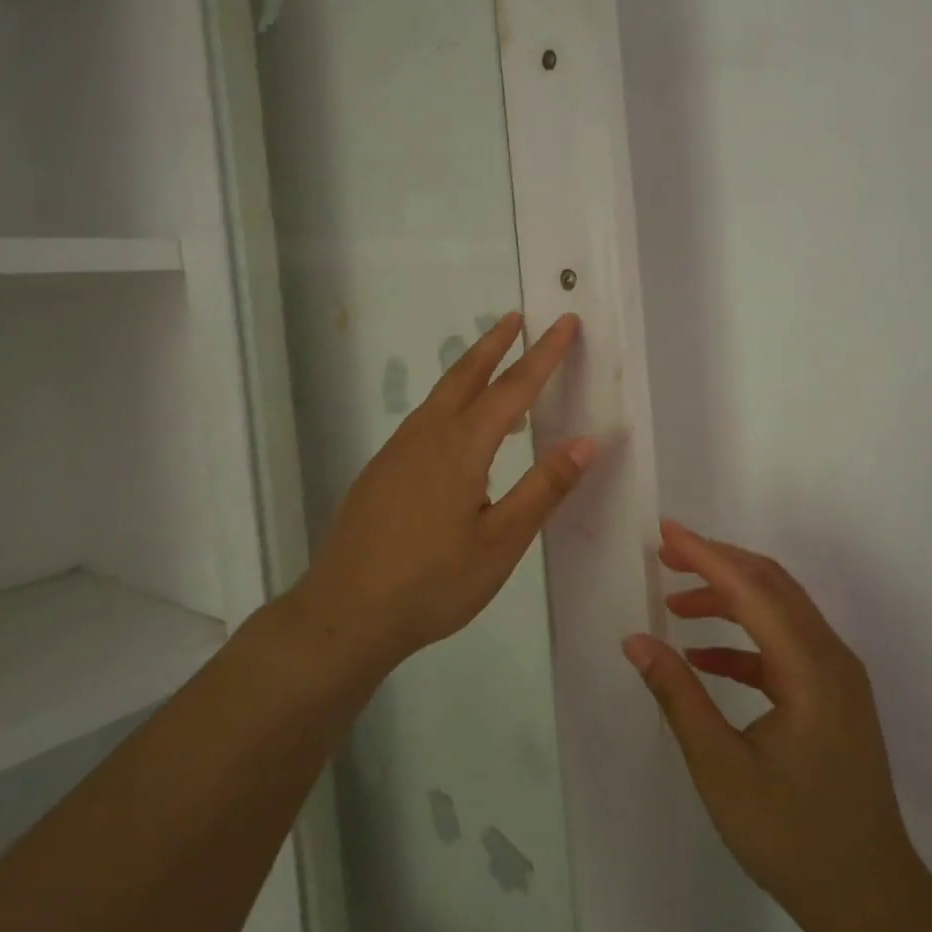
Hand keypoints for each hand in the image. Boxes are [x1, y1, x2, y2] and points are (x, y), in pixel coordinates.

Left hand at [302, 312, 593, 665]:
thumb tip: (587, 442)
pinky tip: (459, 433)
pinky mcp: (381, 471)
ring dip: (471, 371)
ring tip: (497, 367)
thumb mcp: (501, 542)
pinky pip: (425, 420)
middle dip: (495, 343)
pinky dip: (451, 404)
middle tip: (517, 318)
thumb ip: (543, 488)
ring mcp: (397, 451)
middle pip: (466, 374)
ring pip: (440, 395)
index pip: (513, 388)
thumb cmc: (432, 582)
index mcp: (461, 447)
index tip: (564, 321)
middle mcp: (427, 435)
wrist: (344, 613)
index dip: (544, 354)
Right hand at [625, 521, 925, 931]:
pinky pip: (785, 646)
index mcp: (811, 668)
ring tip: (675, 603)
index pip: (752, 589)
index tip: (664, 532)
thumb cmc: (793, 838)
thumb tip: (635, 641)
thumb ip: (679, 696)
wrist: (873, 903)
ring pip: (779, 611)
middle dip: (717, 563)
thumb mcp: (721, 769)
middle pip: (771, 585)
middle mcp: (831, 658)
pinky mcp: (833, 696)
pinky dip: (743, 639)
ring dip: (728, 598)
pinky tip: (704, 656)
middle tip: (666, 554)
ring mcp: (837, 676)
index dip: (705, 556)